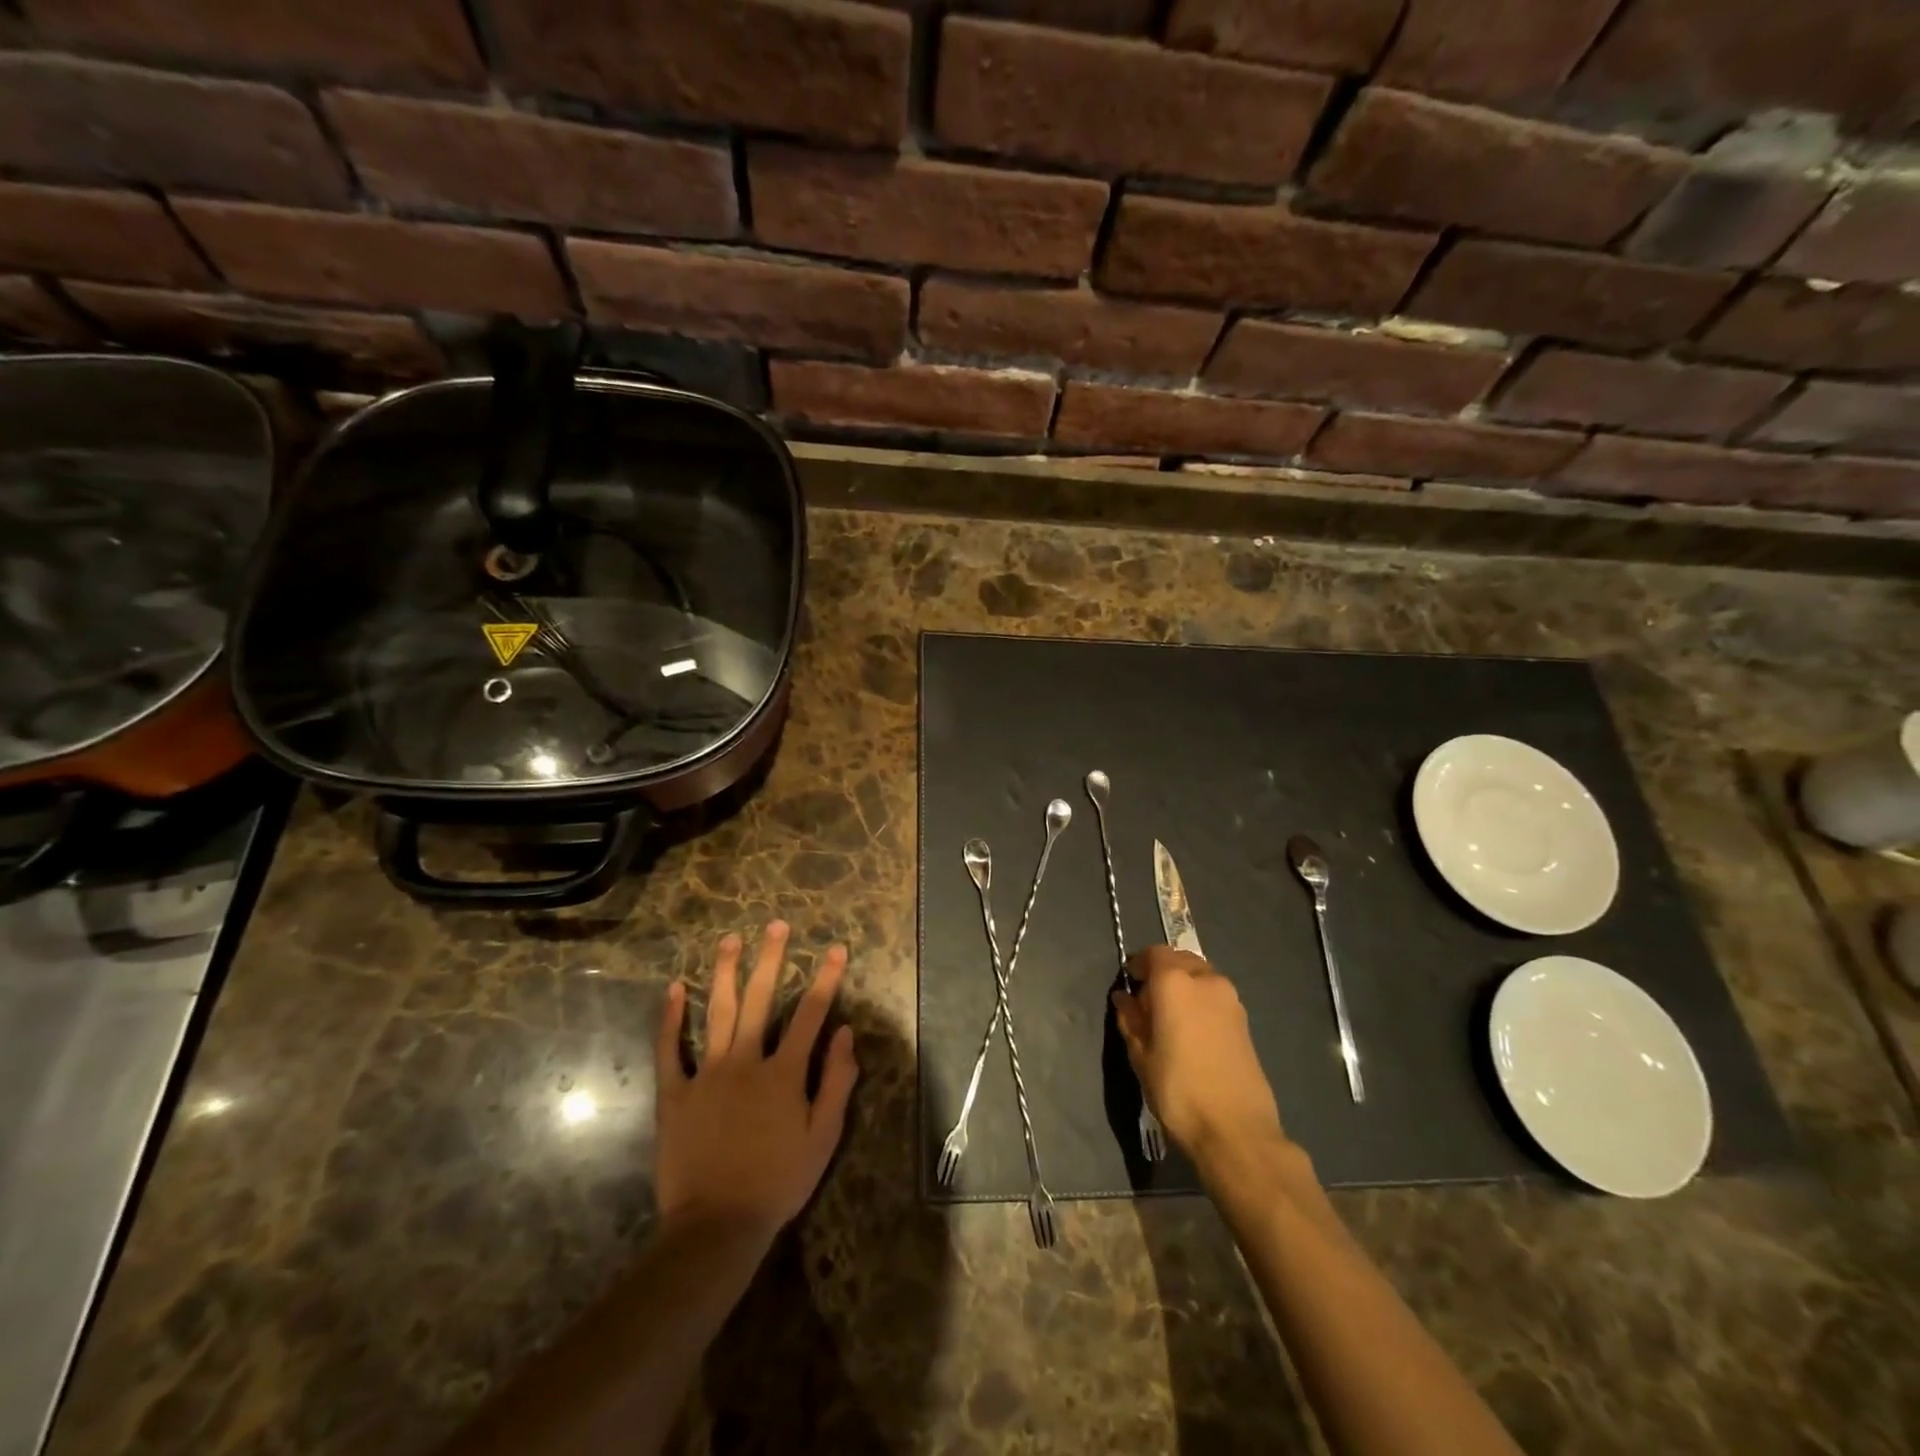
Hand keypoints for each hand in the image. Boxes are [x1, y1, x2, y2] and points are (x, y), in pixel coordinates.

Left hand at [655, 922, 857, 1241]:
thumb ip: (837, 1082)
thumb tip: (847, 1032)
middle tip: (776, 926)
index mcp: (784, 1072)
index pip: (811, 1014)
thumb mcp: (823, 1137)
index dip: (827, 978)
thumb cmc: (778, 1182)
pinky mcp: (675, 1093)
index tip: (836, 948)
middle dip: (770, 959)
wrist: (717, 1225)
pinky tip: (674, 988)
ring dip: (723, 973)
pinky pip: (670, 1049)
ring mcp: (707, 1074)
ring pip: (716, 1012)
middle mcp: (746, 1061)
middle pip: (759, 999)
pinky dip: (670, 1018)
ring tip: (730, 940)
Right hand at [1113, 945, 1284, 1164]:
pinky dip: (1200, 1001)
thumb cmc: (1178, 1089)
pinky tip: (1191, 1032)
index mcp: (1175, 981)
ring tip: (1170, 1018)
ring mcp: (1231, 999)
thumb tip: (1124, 999)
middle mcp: (1206, 980)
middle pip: (1180, 960)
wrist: (1236, 1130)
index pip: (1154, 954)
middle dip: (1162, 972)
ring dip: (1183, 986)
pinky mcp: (1245, 1021)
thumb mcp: (1141, 1056)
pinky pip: (1215, 997)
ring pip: (1200, 977)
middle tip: (1147, 1002)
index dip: (1139, 964)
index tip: (1129, 984)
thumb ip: (1131, 1020)